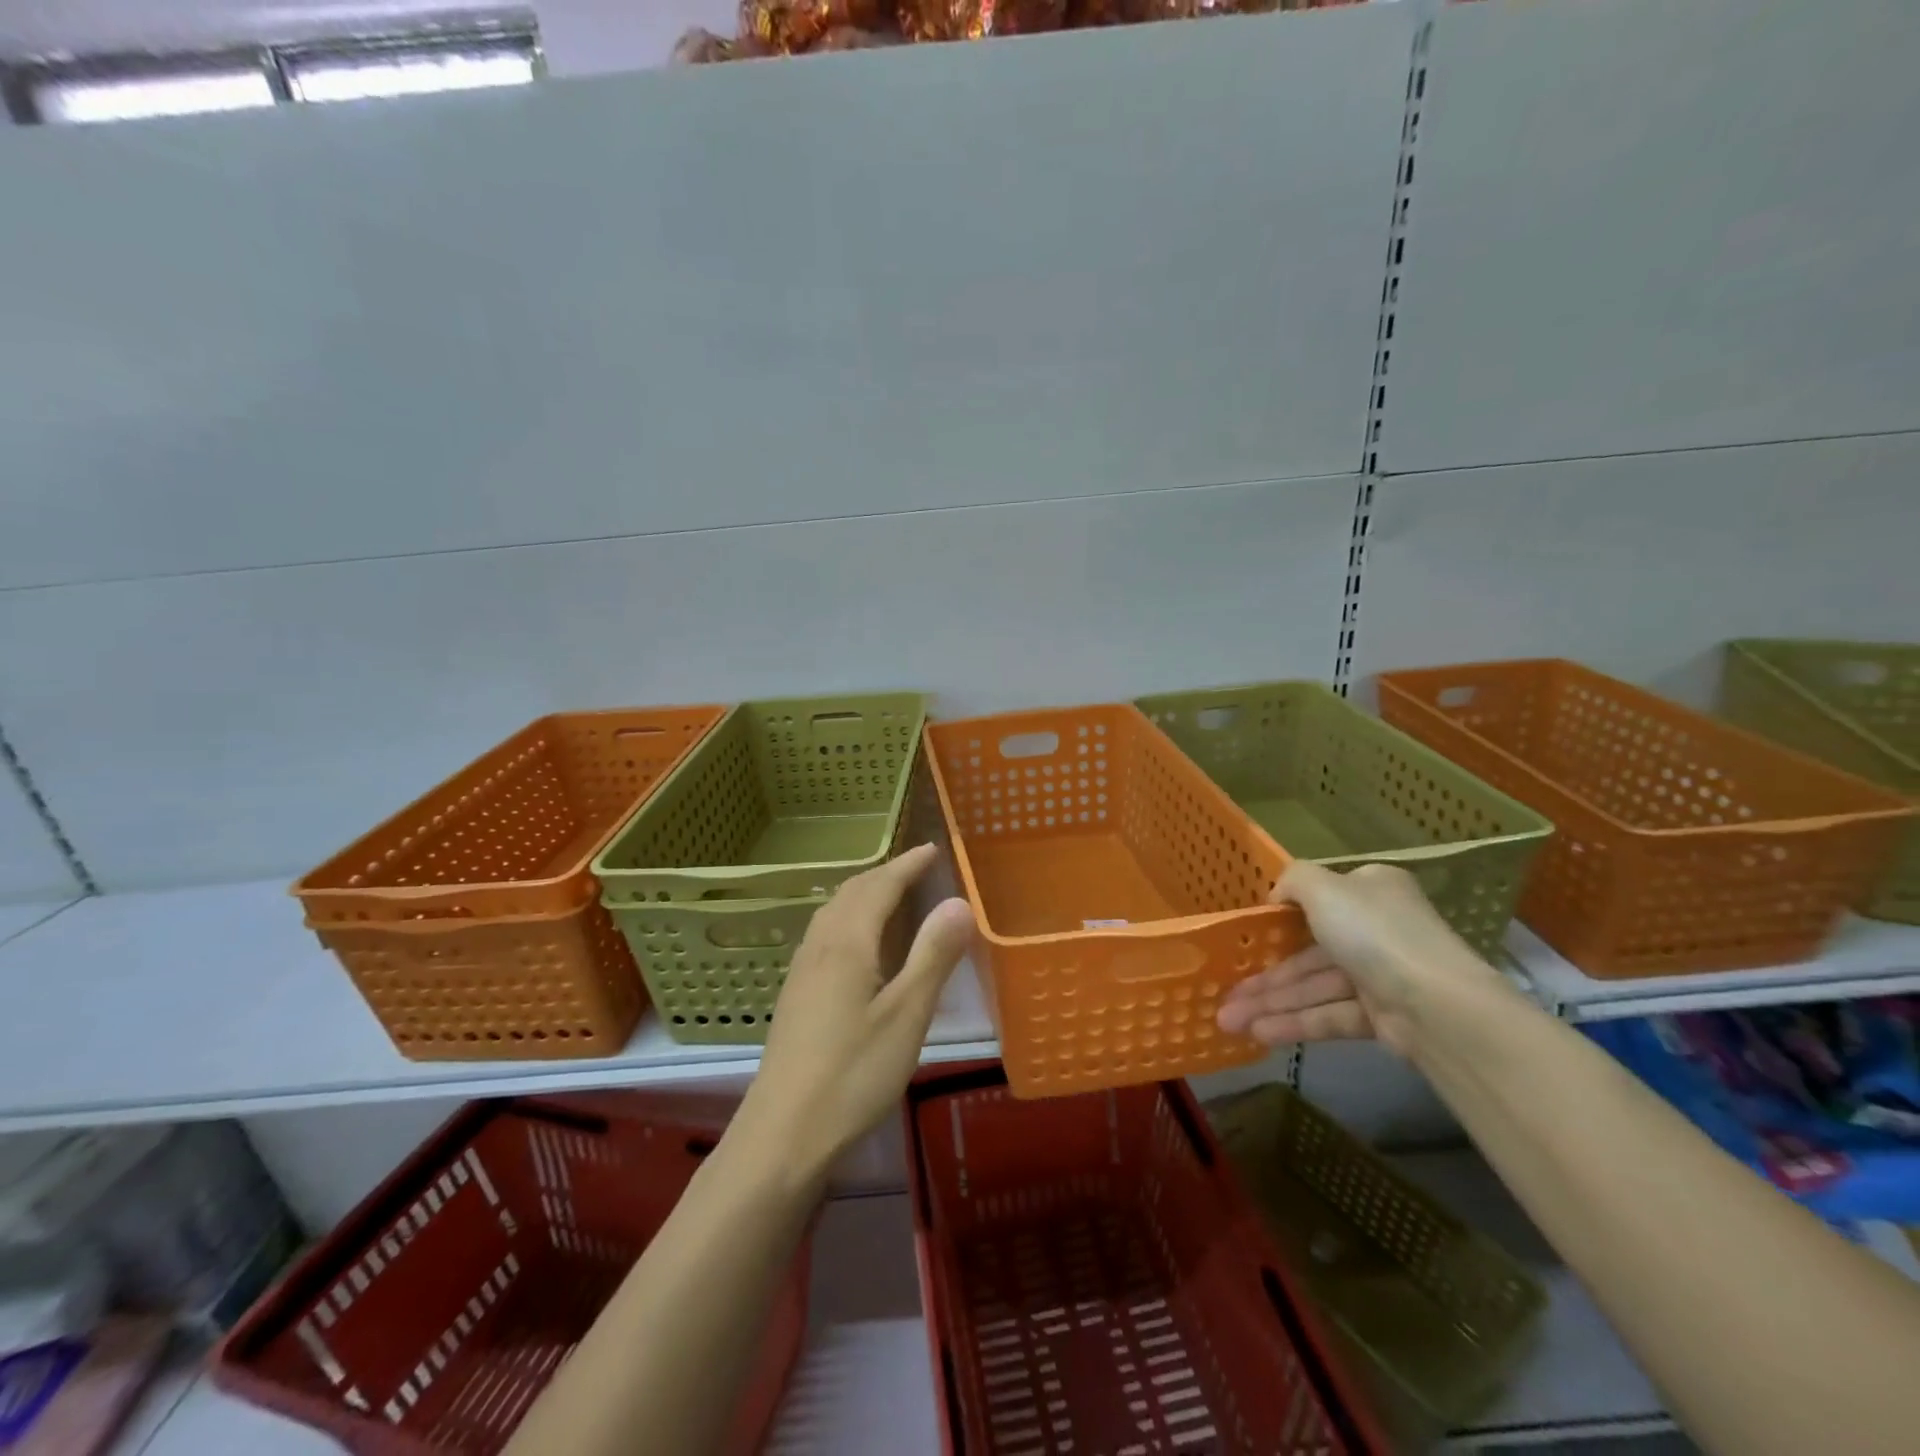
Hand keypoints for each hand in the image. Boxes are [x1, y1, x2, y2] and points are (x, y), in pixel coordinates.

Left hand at [738, 843, 973, 1182]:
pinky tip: (857, 944)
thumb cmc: (853, 1074)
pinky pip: (825, 933)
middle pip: (852, 893)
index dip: (907, 865)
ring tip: (890, 895)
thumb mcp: (907, 1015)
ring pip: (833, 912)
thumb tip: (958, 901)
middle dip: (885, 874)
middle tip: (917, 868)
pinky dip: (848, 917)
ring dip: (863, 894)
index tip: (932, 849)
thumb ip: (933, 956)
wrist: (783, 1133)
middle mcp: (820, 946)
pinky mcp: (795, 995)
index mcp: (848, 943)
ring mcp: (802, 971)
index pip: (880, 887)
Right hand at [1215, 861, 1502, 1056]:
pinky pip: (1329, 1015)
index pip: (1322, 898)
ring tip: (1228, 1020)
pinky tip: (1258, 1033)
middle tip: (1225, 994)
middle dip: (1265, 975)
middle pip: (1308, 951)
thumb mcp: (1323, 888)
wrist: (1437, 1006)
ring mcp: (1379, 975)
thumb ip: (1293, 880)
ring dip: (1271, 1003)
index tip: (1249, 935)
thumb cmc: (1373, 932)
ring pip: (1314, 987)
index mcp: (1370, 891)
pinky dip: (1295, 1023)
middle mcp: (1376, 929)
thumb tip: (1277, 894)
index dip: (1282, 916)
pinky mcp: (1381, 1017)